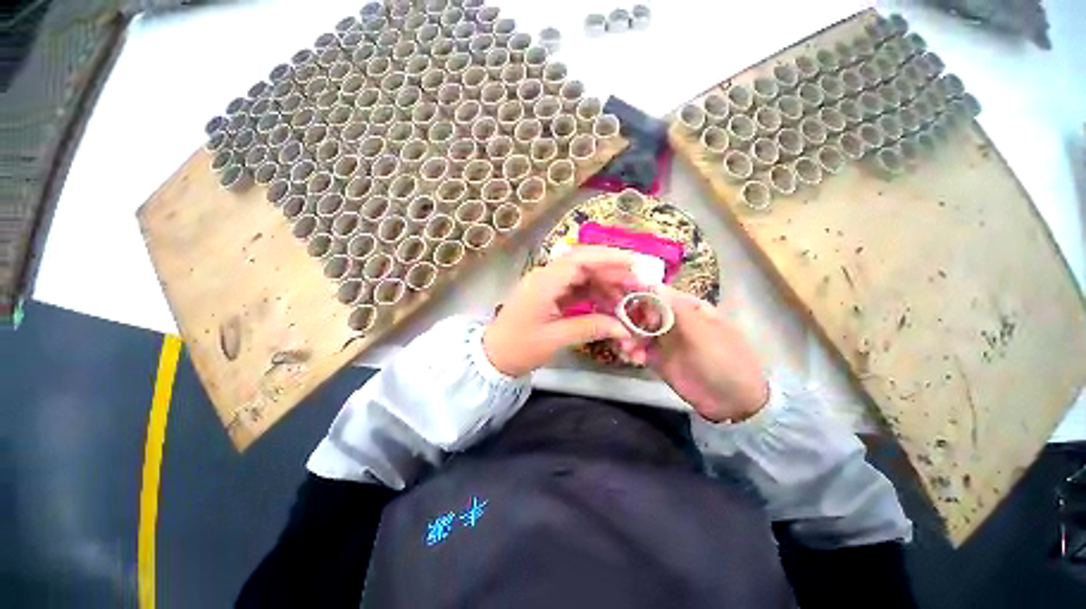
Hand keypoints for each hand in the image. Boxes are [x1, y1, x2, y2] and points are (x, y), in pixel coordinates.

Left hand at [483, 246, 641, 376]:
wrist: (494, 356)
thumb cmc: (519, 348)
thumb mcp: (554, 339)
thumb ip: (590, 328)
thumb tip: (624, 328)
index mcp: (543, 282)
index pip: (579, 259)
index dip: (609, 258)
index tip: (635, 264)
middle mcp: (546, 276)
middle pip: (584, 263)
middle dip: (613, 271)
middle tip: (638, 283)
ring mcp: (548, 285)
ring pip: (583, 275)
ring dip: (606, 283)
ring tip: (628, 298)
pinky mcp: (551, 295)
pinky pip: (577, 288)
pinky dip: (595, 294)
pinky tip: (610, 304)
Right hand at [622, 285, 768, 422]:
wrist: (732, 402)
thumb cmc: (723, 361)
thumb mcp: (703, 332)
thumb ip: (675, 309)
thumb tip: (650, 284)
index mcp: (687, 307)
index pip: (658, 294)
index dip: (640, 298)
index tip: (628, 308)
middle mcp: (672, 319)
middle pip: (642, 311)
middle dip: (629, 319)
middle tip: (622, 332)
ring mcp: (663, 339)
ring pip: (636, 329)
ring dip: (627, 336)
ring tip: (625, 350)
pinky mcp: (656, 357)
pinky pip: (636, 348)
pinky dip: (630, 351)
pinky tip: (631, 358)